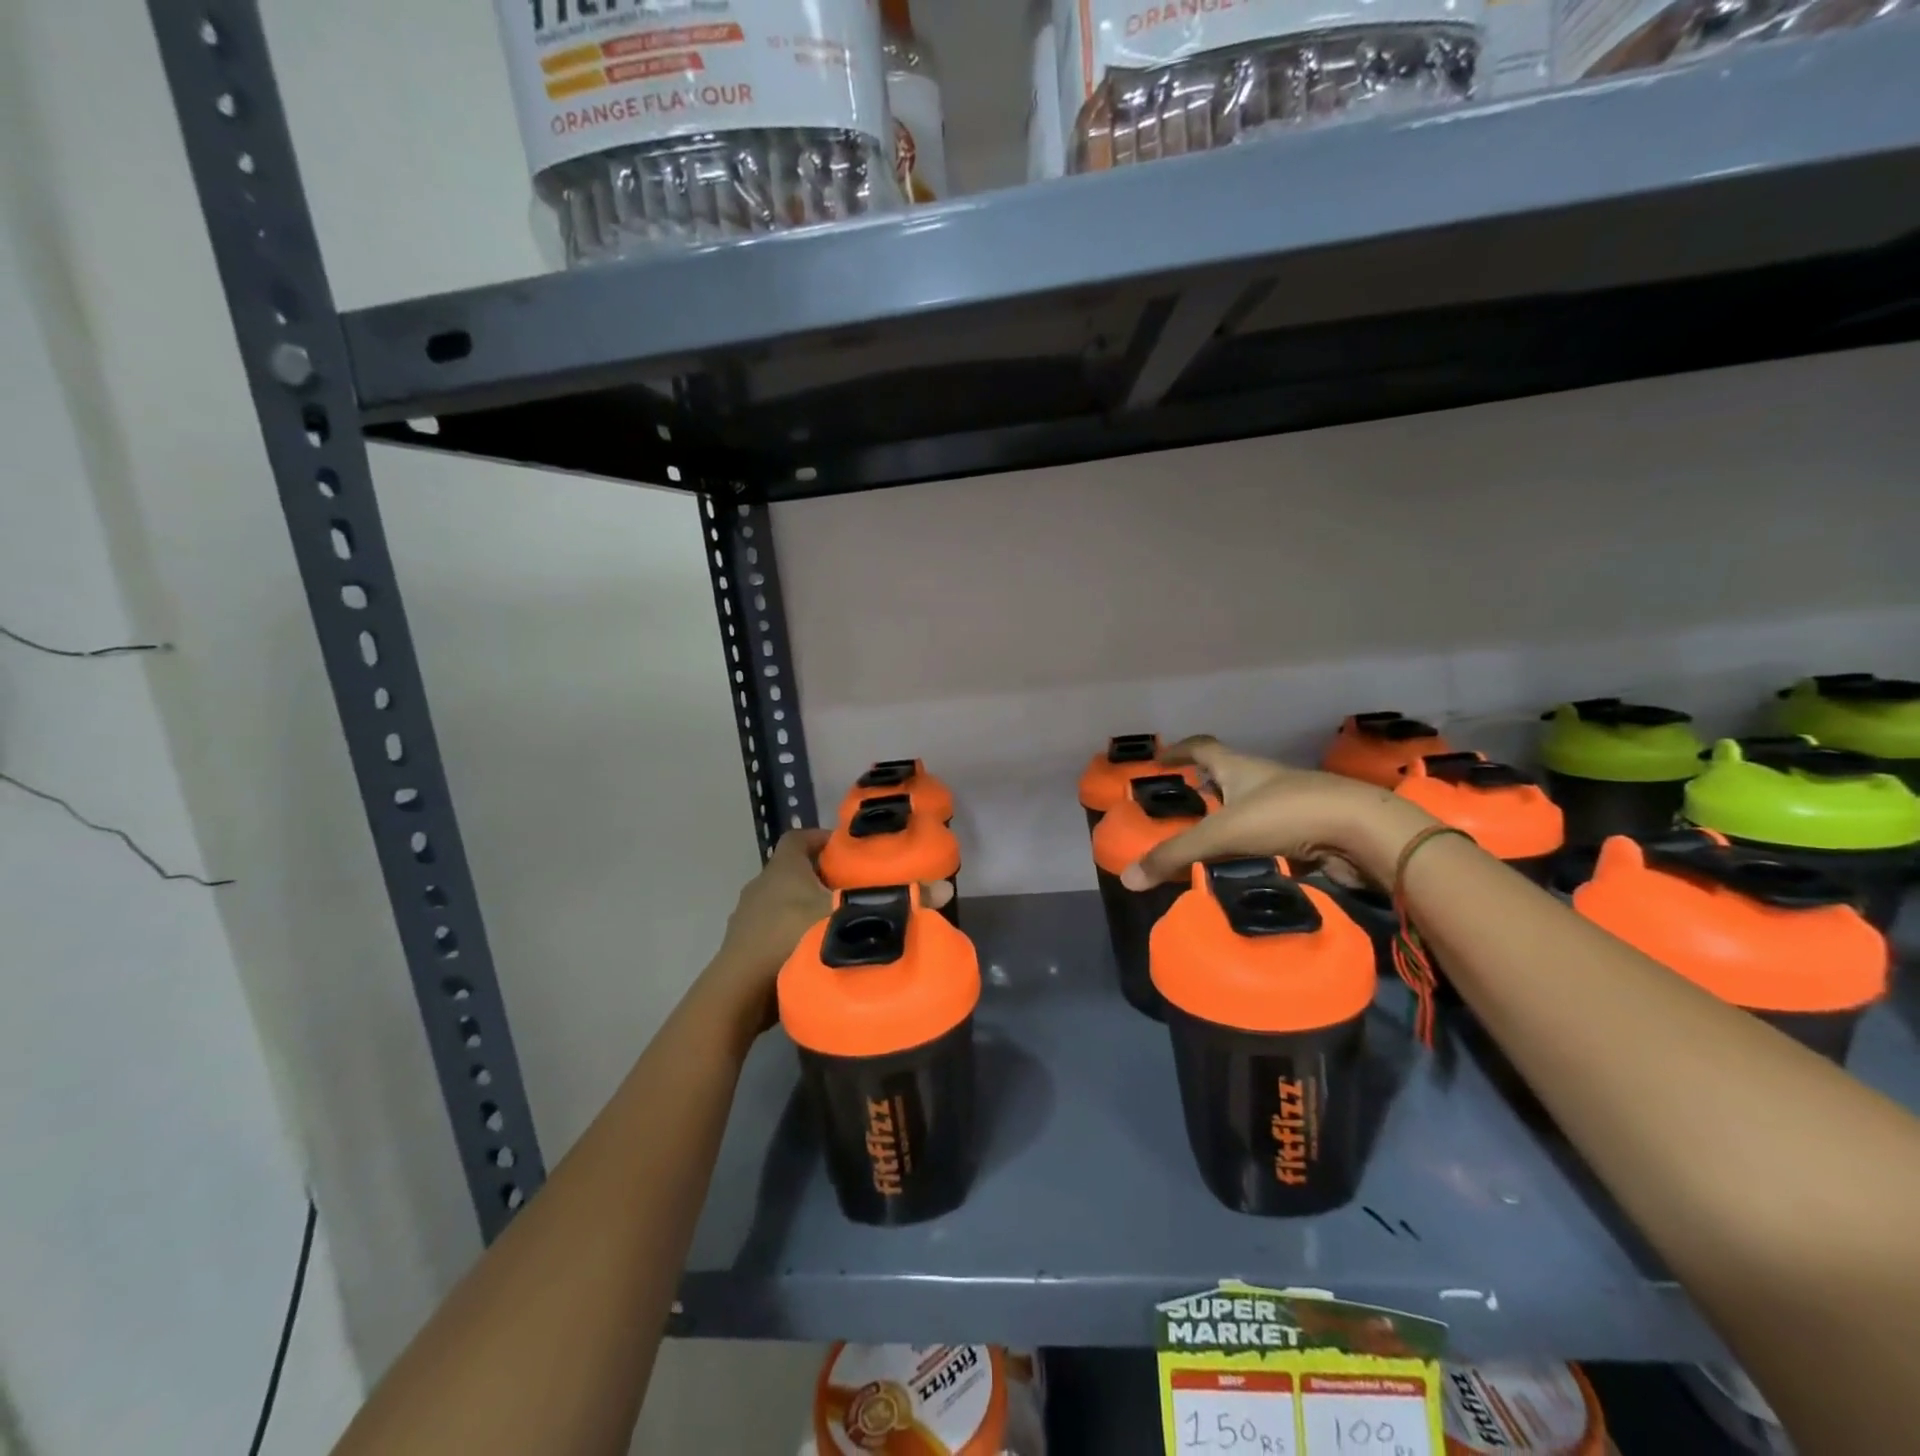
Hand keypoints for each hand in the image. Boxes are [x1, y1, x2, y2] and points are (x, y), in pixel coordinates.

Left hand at [699, 830, 956, 1042]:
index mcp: (782, 868)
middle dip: (825, 878)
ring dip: (808, 909)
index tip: (850, 852)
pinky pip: (775, 932)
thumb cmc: (789, 940)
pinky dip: (795, 936)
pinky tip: (820, 953)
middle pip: (796, 871)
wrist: (738, 996)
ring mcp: (748, 919)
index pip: (799, 837)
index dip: (824, 839)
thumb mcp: (848, 919)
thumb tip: (945, 888)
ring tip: (844, 924)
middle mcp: (761, 886)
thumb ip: (893, 903)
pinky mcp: (746, 950)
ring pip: (784, 903)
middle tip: (858, 891)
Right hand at [1121, 738, 1437, 890]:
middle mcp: (1263, 779)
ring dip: (1230, 817)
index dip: (1179, 751)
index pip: (1202, 748)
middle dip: (1205, 786)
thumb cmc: (1286, 816)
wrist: (1363, 831)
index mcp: (1239, 767)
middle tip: (1182, 804)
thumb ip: (1176, 855)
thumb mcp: (1222, 835)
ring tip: (1207, 840)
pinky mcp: (1310, 830)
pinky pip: (1272, 834)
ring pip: (1251, 805)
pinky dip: (1254, 844)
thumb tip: (1128, 879)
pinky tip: (1244, 863)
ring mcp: (1290, 803)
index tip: (1160, 760)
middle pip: (1228, 775)